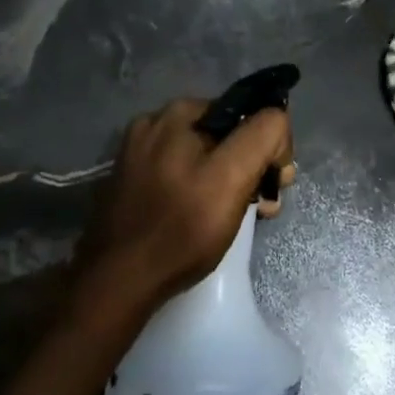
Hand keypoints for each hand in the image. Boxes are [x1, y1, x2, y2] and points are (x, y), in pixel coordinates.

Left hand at [75, 99, 295, 314]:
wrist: (117, 283)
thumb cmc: (180, 228)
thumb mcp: (232, 177)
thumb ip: (261, 135)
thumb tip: (277, 120)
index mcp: (177, 112)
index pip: (244, 114)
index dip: (266, 147)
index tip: (273, 186)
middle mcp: (153, 123)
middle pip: (222, 137)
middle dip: (248, 167)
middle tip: (260, 208)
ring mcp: (137, 155)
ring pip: (201, 159)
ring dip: (226, 183)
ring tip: (233, 220)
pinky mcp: (129, 184)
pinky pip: (178, 177)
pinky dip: (197, 193)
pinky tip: (200, 222)